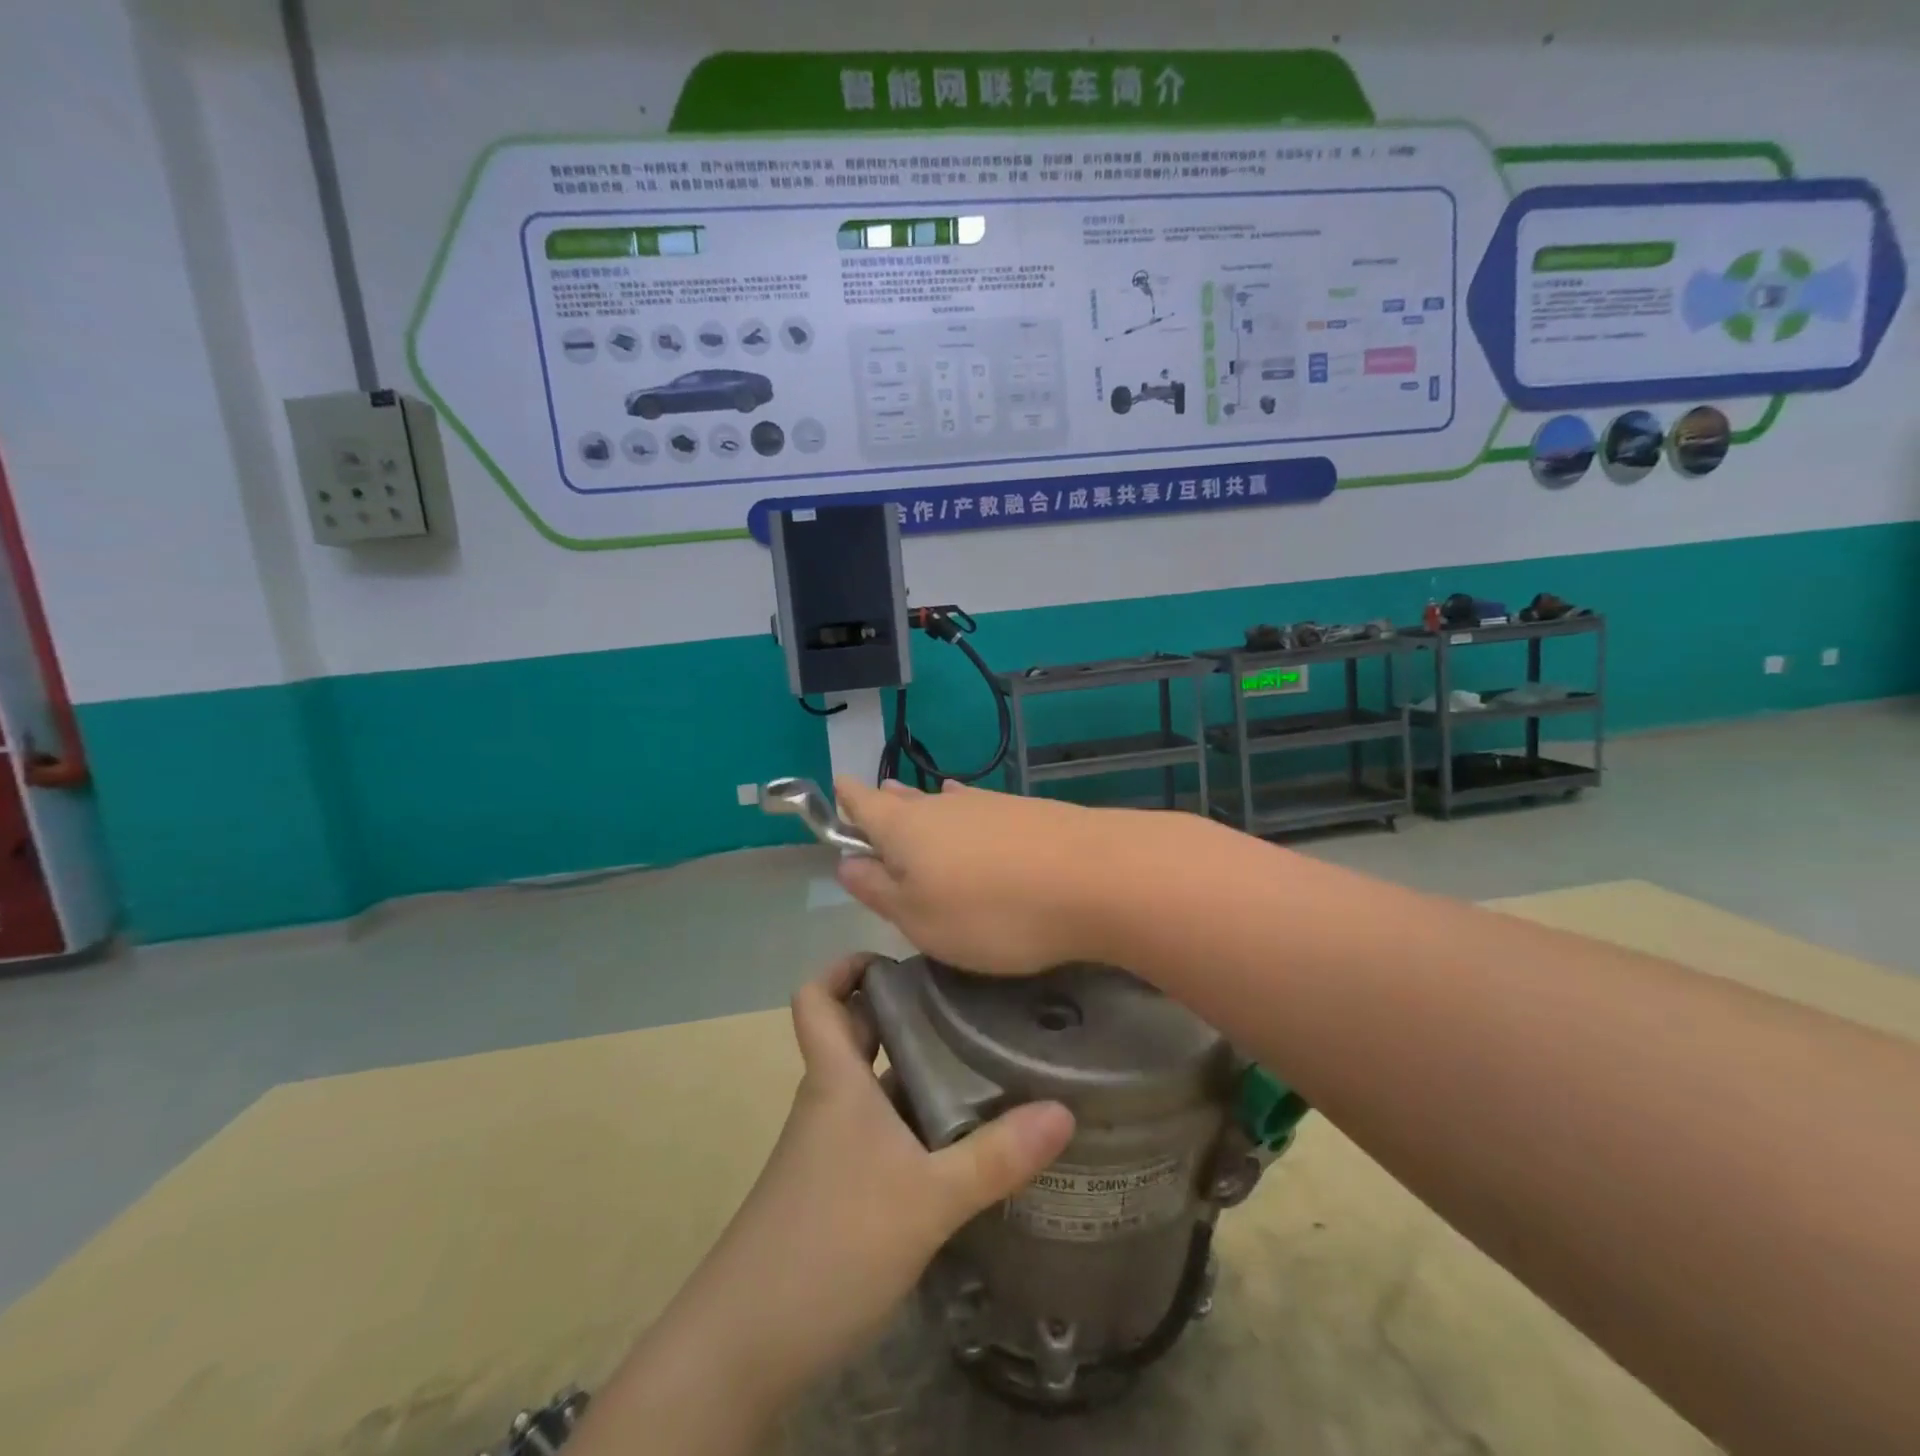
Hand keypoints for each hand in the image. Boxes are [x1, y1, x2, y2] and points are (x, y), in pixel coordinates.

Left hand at [578, 958, 1074, 1454]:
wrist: (745, 1342)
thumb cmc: (832, 1242)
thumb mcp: (927, 1199)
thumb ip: (996, 1157)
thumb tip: (1063, 1111)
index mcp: (836, 1080)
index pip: (817, 997)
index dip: (845, 966)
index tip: (896, 958)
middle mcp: (827, 1102)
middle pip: (852, 1034)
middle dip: (898, 1012)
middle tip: (961, 1003)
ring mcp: (825, 1149)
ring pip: (867, 1086)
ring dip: (910, 1069)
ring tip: (975, 1062)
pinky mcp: (830, 1189)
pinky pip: (872, 1131)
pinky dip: (907, 1121)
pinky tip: (953, 1141)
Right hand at [834, 778, 1117, 975]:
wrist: (1095, 878)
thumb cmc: (991, 912)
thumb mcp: (920, 919)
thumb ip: (879, 891)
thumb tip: (847, 864)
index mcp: (906, 830)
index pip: (864, 805)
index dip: (847, 800)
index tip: (836, 786)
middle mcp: (943, 806)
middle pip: (903, 801)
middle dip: (883, 803)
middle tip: (869, 798)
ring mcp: (989, 805)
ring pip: (943, 803)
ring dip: (923, 806)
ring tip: (907, 800)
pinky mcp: (1027, 813)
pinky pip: (979, 808)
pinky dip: (963, 810)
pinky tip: (969, 807)